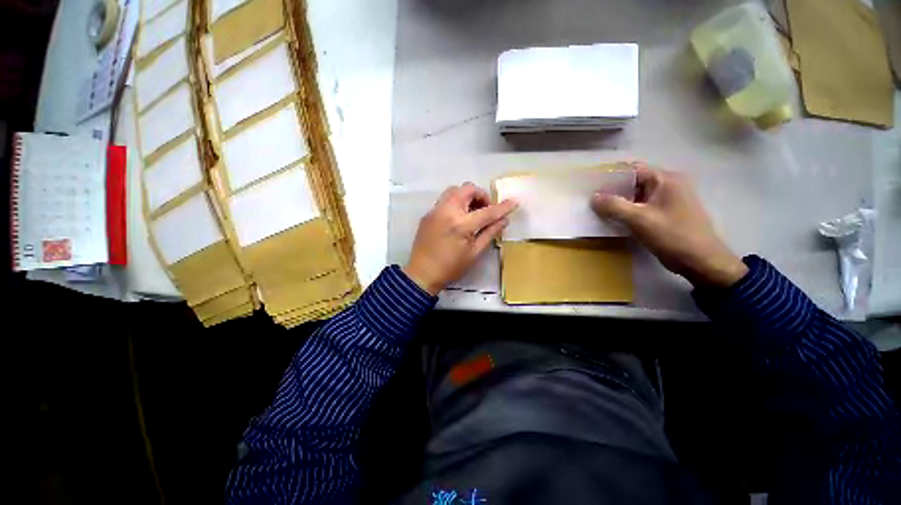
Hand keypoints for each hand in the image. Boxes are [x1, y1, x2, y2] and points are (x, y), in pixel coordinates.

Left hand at [404, 183, 518, 294]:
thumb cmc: (451, 267)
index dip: (502, 207)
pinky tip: (458, 219)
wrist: (422, 273)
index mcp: (461, 224)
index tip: (514, 202)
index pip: (487, 211)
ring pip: (454, 190)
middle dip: (481, 195)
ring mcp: (435, 211)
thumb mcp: (474, 253)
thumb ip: (490, 233)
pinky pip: (444, 200)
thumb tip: (504, 220)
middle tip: (485, 210)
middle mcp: (447, 211)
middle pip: (467, 189)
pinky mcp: (428, 214)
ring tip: (472, 212)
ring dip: (467, 196)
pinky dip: (456, 203)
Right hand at [592, 165, 747, 287]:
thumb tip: (593, 197)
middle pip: (634, 182)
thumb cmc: (672, 236)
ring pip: (637, 195)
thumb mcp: (639, 220)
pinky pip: (642, 206)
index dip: (611, 176)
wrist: (702, 261)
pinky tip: (614, 218)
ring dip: (619, 202)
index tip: (591, 186)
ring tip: (598, 209)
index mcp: (666, 179)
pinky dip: (628, 210)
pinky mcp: (667, 213)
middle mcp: (669, 184)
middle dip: (613, 190)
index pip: (632, 169)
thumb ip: (614, 206)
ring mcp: (669, 199)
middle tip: (591, 199)